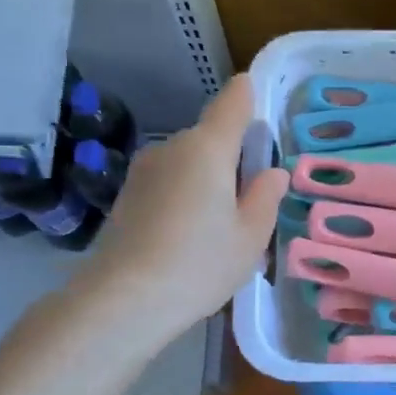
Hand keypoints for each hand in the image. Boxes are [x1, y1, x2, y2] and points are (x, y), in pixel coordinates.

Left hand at [74, 74, 288, 335]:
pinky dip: (184, 197)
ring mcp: (144, 171)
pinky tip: (189, 237)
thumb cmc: (200, 263)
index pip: (233, 102)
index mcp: (208, 148)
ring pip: (188, 163)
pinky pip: (168, 184)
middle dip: (232, 159)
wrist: (124, 299)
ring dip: (206, 181)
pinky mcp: (127, 195)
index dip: (248, 95)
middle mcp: (172, 147)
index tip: (259, 97)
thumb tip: (270, 172)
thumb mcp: (250, 236)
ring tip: (220, 227)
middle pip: (211, 139)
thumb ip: (265, 197)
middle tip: (251, 201)